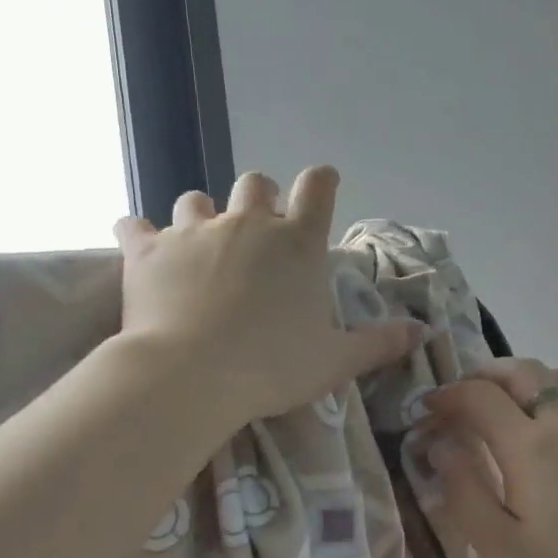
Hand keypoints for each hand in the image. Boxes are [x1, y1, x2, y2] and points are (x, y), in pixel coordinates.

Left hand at [114, 168, 421, 428]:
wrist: (193, 376)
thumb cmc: (274, 367)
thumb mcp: (336, 361)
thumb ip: (380, 343)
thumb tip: (423, 333)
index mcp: (298, 244)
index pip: (317, 187)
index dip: (321, 181)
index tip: (321, 185)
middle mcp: (248, 224)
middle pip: (255, 183)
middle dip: (259, 198)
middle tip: (257, 229)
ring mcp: (194, 232)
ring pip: (195, 199)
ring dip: (201, 215)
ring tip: (200, 244)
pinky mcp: (147, 250)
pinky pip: (135, 226)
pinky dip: (139, 235)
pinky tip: (140, 246)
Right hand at [421, 358, 557, 557]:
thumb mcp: (500, 549)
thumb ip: (464, 491)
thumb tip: (442, 446)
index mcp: (530, 446)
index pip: (479, 397)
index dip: (448, 396)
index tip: (429, 410)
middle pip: (522, 372)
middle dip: (485, 376)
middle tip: (464, 399)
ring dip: (527, 380)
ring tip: (510, 406)